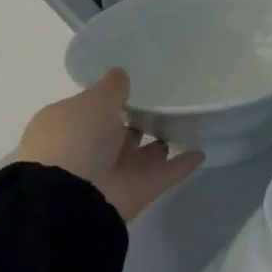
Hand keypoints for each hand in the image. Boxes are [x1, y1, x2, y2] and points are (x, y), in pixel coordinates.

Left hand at [12, 70, 202, 222]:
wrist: (72, 197)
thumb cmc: (76, 137)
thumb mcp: (93, 100)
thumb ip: (111, 88)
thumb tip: (120, 75)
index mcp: (69, 127)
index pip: (92, 110)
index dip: (112, 100)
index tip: (138, 85)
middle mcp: (89, 151)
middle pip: (119, 134)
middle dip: (139, 121)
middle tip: (169, 100)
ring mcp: (114, 173)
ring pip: (143, 154)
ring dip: (162, 142)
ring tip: (189, 122)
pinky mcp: (137, 192)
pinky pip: (164, 174)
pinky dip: (182, 165)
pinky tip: (202, 150)